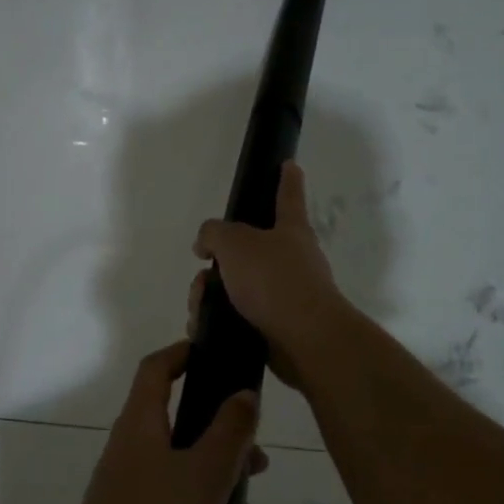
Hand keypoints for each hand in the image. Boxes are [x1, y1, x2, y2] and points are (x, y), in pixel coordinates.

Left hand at [53, 340, 269, 503]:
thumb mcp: (205, 474)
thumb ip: (230, 431)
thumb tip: (244, 394)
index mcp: (142, 425)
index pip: (157, 370)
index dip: (183, 353)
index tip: (215, 355)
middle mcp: (134, 453)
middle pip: (186, 431)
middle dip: (230, 450)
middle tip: (259, 468)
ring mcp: (133, 494)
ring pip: (191, 482)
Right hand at [191, 161, 347, 388]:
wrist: (304, 339)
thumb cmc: (274, 280)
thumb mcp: (234, 243)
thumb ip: (213, 234)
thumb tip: (205, 244)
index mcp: (290, 230)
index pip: (287, 196)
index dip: (286, 178)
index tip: (289, 164)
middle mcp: (291, 259)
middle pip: (246, 250)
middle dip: (217, 261)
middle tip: (203, 271)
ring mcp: (285, 294)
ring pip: (236, 285)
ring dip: (210, 294)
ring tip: (199, 307)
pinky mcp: (275, 325)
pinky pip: (237, 316)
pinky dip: (217, 319)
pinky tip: (203, 327)